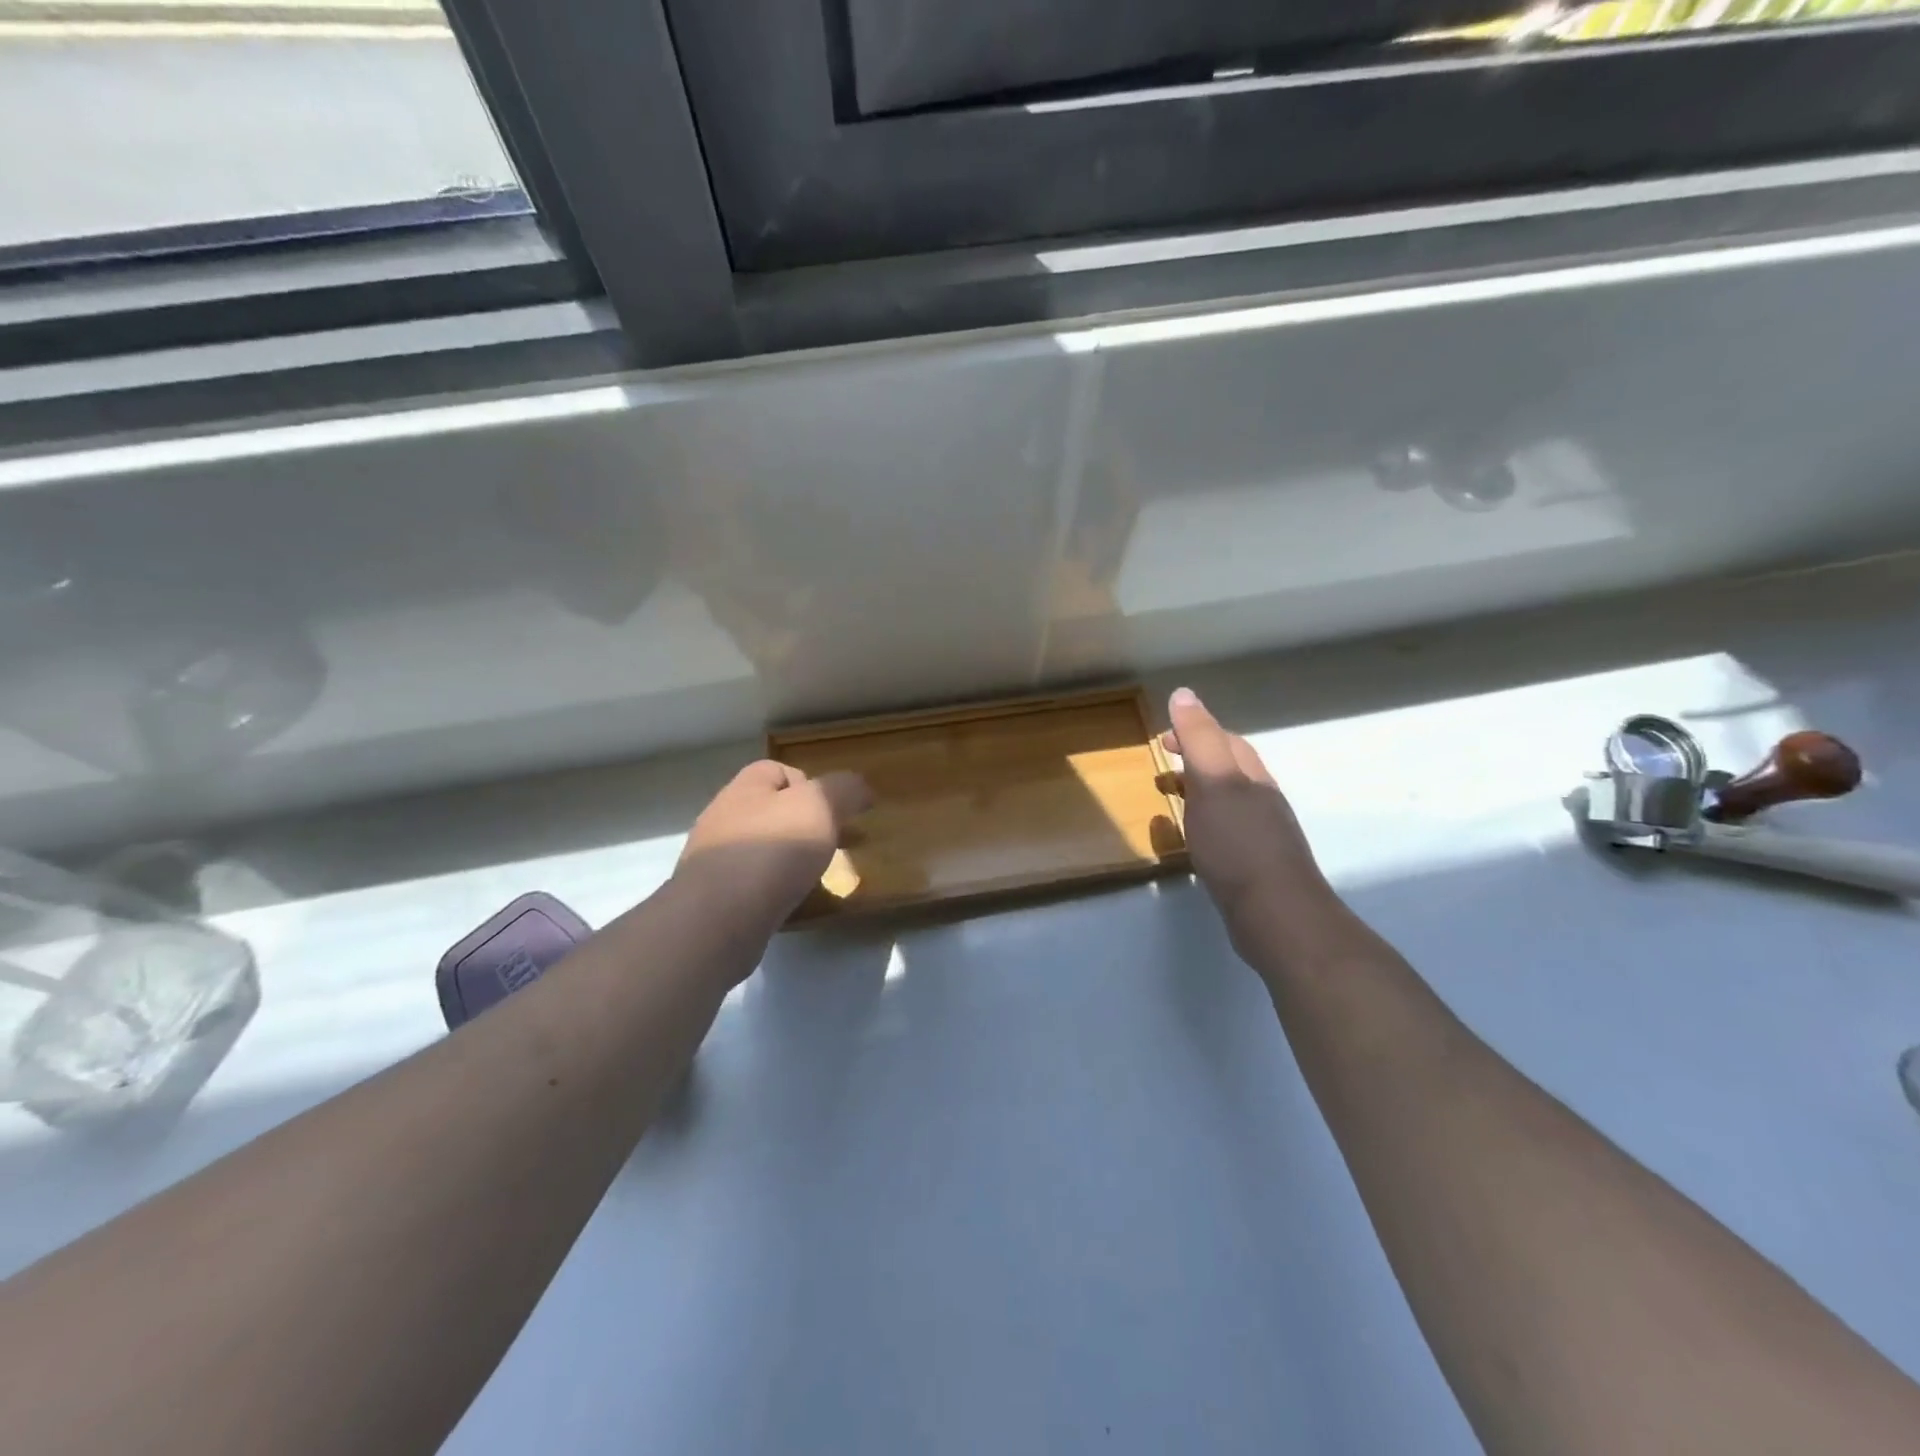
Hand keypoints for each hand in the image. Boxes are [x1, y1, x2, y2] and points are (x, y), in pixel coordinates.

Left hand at [676, 761, 872, 930]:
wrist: (717, 919)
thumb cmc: (772, 850)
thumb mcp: (820, 806)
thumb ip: (843, 790)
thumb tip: (860, 787)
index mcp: (745, 788)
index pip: (777, 770)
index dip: (809, 784)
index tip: (833, 809)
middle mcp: (724, 818)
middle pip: (770, 811)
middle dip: (804, 825)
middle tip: (834, 845)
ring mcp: (713, 860)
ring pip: (761, 849)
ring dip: (789, 859)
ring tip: (816, 877)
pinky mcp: (713, 898)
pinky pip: (751, 885)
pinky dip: (774, 890)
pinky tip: (790, 903)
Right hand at [1161, 688, 1339, 956]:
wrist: (1276, 915)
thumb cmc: (1239, 844)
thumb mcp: (1214, 782)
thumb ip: (1199, 739)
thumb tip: (1184, 693)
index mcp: (1251, 775)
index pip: (1223, 740)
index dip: (1193, 731)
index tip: (1162, 739)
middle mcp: (1260, 799)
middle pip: (1228, 768)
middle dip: (1196, 760)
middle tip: (1162, 767)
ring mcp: (1261, 834)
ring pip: (1227, 800)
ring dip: (1198, 792)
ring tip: (1171, 799)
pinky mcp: (1254, 865)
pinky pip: (1225, 830)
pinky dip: (1204, 822)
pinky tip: (1194, 840)